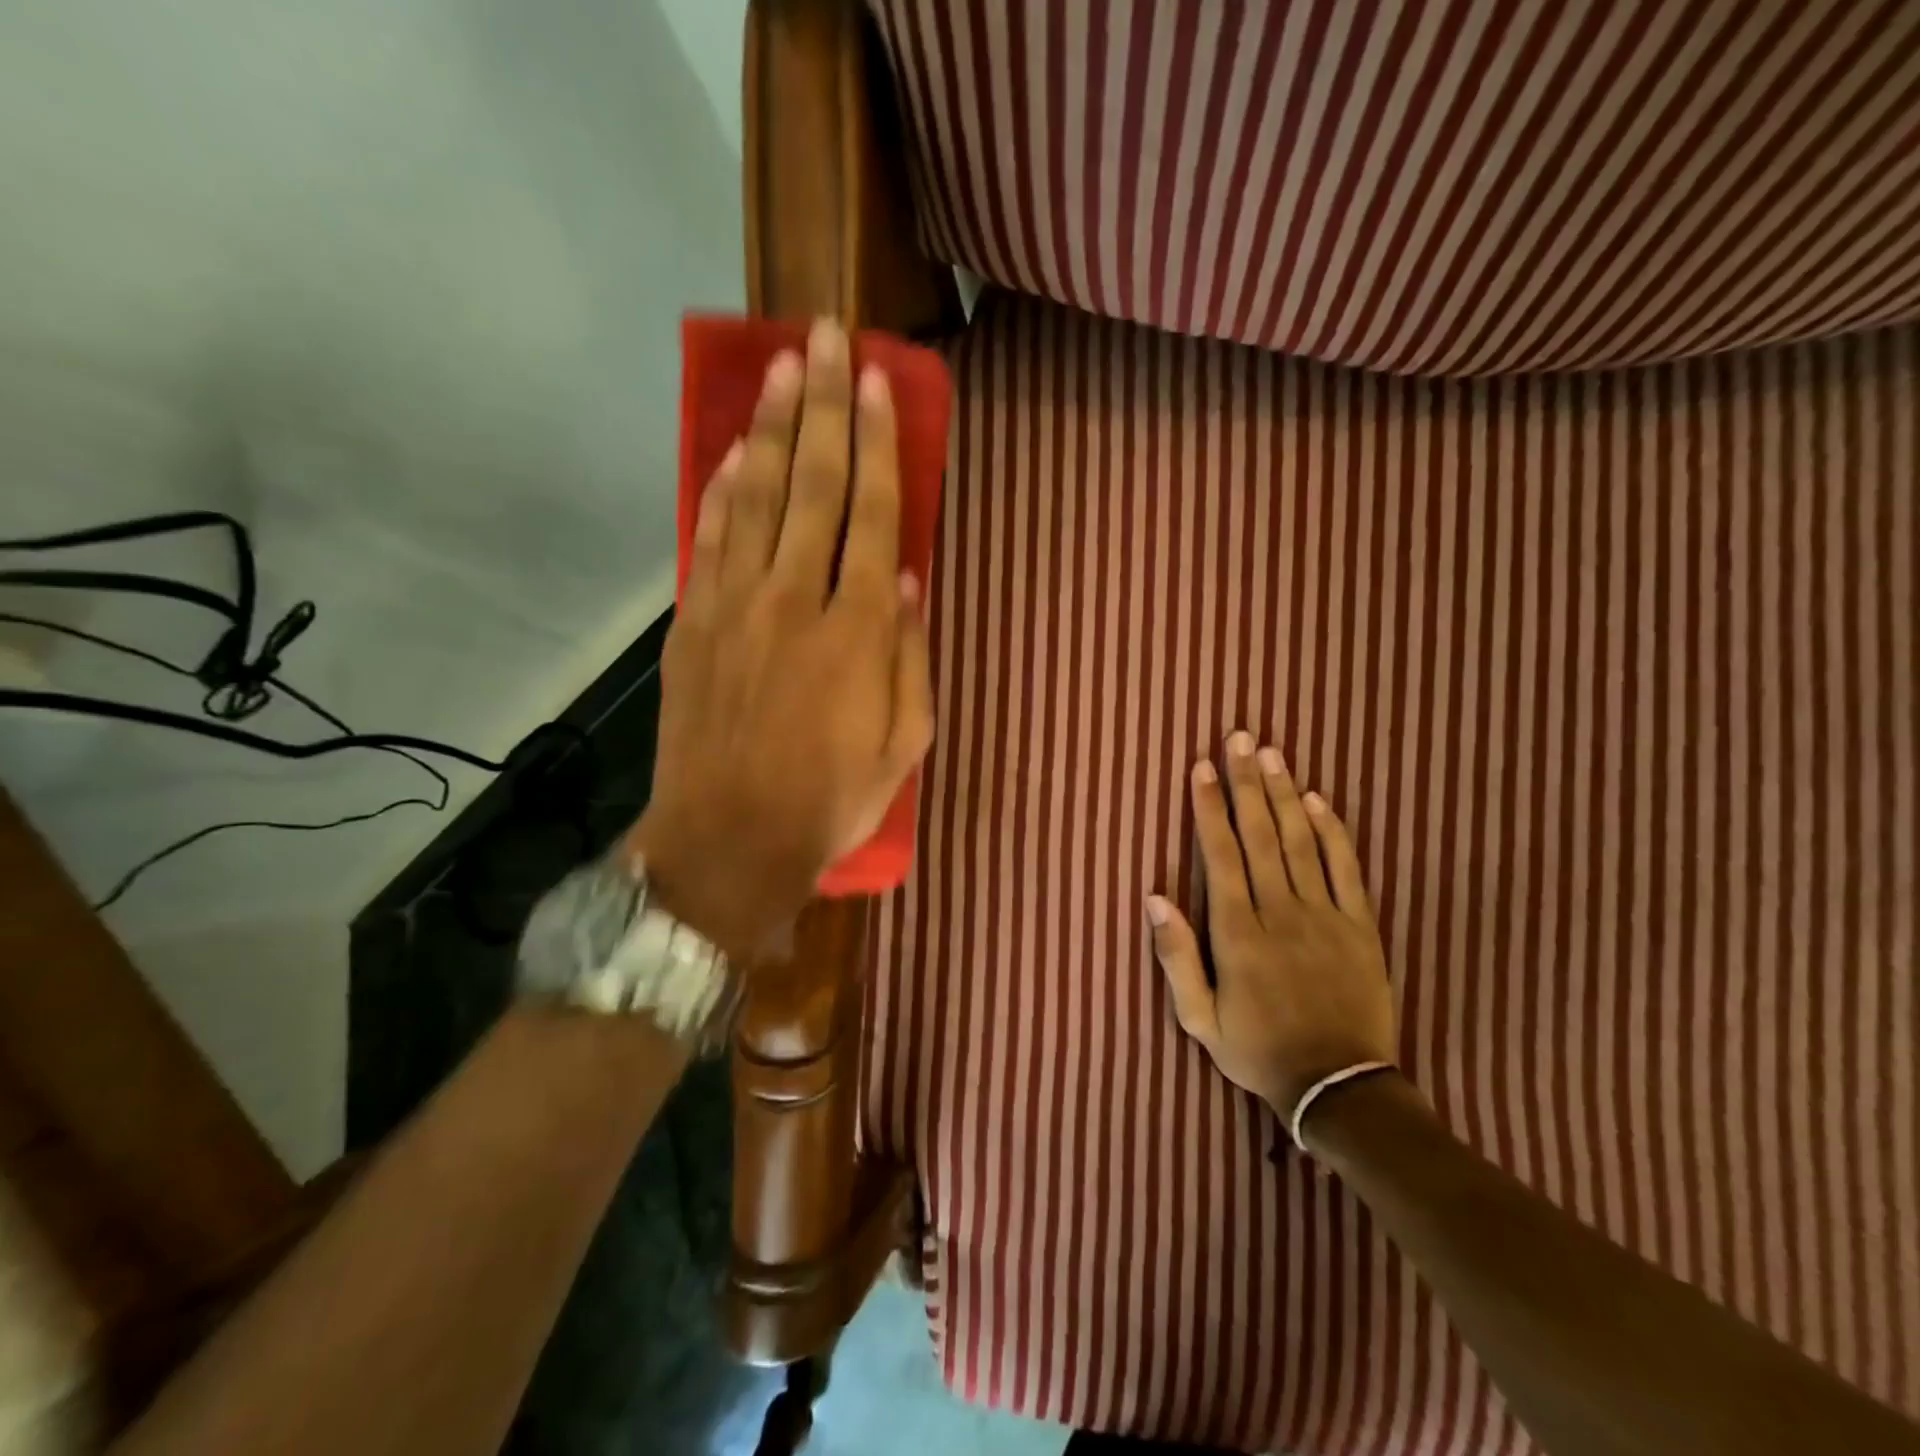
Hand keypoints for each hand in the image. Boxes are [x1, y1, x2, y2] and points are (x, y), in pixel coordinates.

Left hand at [632, 318, 933, 958]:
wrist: (729, 842)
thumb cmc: (831, 801)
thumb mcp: (904, 744)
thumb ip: (911, 658)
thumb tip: (911, 583)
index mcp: (860, 632)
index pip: (875, 517)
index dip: (878, 444)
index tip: (876, 383)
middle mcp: (798, 601)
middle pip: (815, 486)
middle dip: (823, 406)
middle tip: (824, 336)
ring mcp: (737, 607)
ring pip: (760, 498)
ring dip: (774, 428)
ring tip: (783, 367)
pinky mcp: (694, 626)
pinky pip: (710, 540)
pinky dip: (723, 491)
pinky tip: (737, 452)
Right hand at [1147, 732, 1395, 1123]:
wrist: (1340, 1089)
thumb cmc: (1258, 1050)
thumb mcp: (1199, 1019)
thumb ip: (1175, 956)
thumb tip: (1154, 897)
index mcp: (1238, 933)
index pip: (1221, 855)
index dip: (1208, 808)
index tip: (1201, 768)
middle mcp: (1280, 913)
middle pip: (1262, 835)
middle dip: (1247, 783)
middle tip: (1240, 738)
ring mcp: (1325, 917)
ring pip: (1302, 842)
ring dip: (1285, 794)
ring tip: (1272, 754)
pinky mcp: (1360, 927)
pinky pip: (1347, 870)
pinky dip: (1333, 832)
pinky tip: (1319, 801)